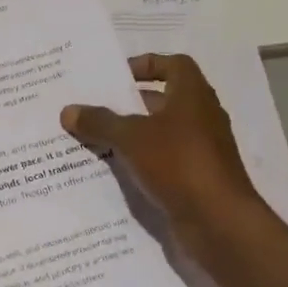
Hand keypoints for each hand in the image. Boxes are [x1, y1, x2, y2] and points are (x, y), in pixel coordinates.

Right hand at [61, 53, 265, 264]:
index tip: (118, 76)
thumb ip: (100, 122)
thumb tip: (68, 111)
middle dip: (131, 102)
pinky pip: (164, 160)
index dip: (147, 64)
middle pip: (164, 99)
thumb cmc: (179, 163)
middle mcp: (201, 117)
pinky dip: (142, 160)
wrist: (219, 222)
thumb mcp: (131, 137)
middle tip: (95, 107)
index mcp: (193, 95)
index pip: (174, 64)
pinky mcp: (197, 177)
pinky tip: (115, 169)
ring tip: (96, 137)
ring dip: (133, 133)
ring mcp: (202, 149)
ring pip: (161, 132)